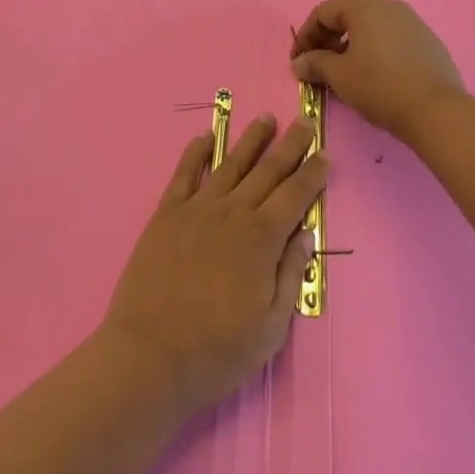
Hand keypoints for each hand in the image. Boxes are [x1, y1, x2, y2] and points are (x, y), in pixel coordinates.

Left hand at [100, 114, 326, 416]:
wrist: (149, 355)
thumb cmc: (217, 351)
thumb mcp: (270, 329)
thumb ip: (289, 276)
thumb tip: (306, 233)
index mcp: (261, 239)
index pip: (295, 196)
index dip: (312, 174)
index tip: (324, 154)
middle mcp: (233, 212)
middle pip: (267, 170)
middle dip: (289, 145)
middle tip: (304, 121)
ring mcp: (198, 208)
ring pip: (231, 163)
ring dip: (251, 139)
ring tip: (265, 118)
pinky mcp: (167, 212)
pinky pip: (185, 172)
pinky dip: (196, 151)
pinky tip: (205, 136)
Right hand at [290, 0, 466, 142]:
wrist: (437, 110)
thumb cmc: (380, 86)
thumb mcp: (340, 76)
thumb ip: (315, 64)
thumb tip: (299, 63)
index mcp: (363, 6)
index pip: (323, 13)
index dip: (305, 36)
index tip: (297, 62)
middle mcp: (387, 5)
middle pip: (347, 16)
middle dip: (327, 40)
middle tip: (317, 67)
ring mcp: (411, 21)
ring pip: (370, 28)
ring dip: (351, 46)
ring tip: (344, 73)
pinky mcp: (427, 40)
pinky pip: (391, 39)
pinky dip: (375, 51)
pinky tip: (374, 76)